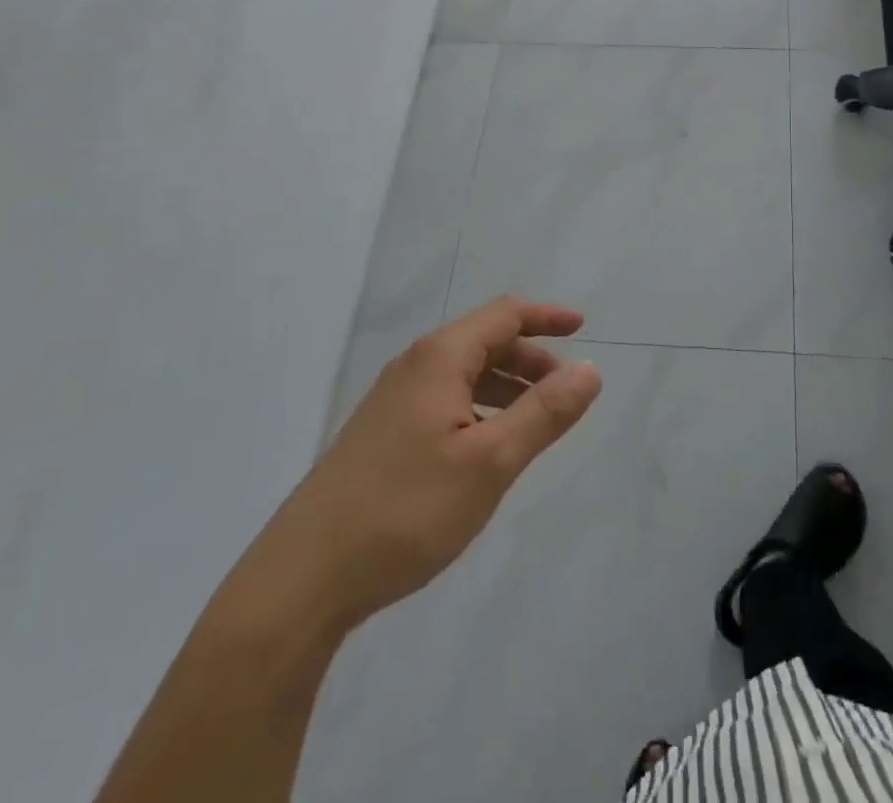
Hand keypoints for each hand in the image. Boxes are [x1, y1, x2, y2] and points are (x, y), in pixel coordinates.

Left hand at [214, 298, 602, 644]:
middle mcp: (415, 367)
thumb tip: (588, 369)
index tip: (583, 329)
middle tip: (565, 392)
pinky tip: (486, 449)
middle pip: (485, 341)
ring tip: (534, 422)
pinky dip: (479, 409)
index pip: (505, 314)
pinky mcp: (381, 435)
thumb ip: (544, 412)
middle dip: (531, 357)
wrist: (303, 578)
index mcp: (440, 358)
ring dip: (506, 386)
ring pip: (464, 374)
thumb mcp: (491, 462)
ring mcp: (393, 401)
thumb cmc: (406, 510)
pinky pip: (445, 401)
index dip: (547, 316)